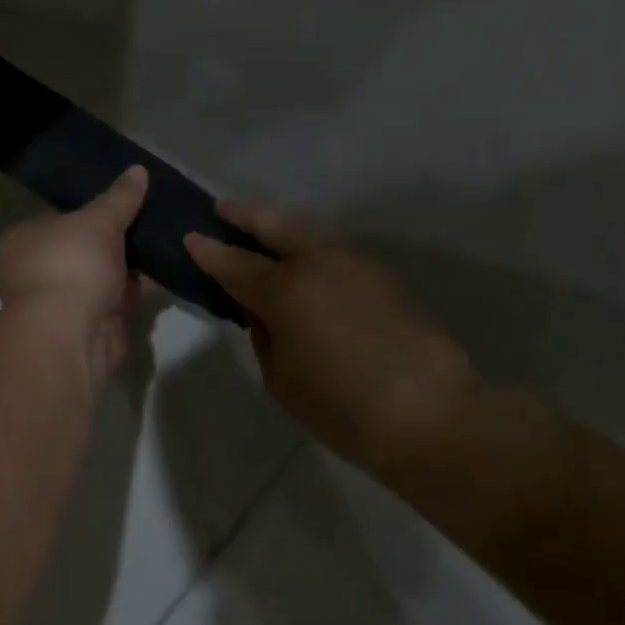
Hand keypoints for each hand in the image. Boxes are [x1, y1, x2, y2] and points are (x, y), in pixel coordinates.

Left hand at [0, 165, 148, 388]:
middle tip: (148, 219)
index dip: (86, 211)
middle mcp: (34, 271)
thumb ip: (119, 197)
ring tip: (163, 240)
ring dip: (128, 265)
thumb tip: (138, 169)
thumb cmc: (71, 265)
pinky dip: (136, 288)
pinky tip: (164, 271)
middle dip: (112, 240)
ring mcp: (60, 302)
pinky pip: (116, 299)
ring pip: (100, 275)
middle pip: (80, 248)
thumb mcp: (98, 221)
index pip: (55, 218)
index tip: (120, 202)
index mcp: (21, 241)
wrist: (71, 335)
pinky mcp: (87, 326)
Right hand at [186, 202, 477, 464]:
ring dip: (277, 222)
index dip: (207, 250)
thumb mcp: (281, 379)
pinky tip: (301, 257)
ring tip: (259, 227)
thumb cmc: (344, 408)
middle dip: (242, 213)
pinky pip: (330, 245)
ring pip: (306, 226)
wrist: (435, 416)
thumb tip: (262, 310)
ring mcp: (353, 261)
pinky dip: (306, 242)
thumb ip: (262, 335)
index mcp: (284, 289)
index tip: (188, 237)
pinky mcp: (380, 273)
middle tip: (220, 209)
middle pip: (272, 222)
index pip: (232, 262)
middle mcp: (316, 261)